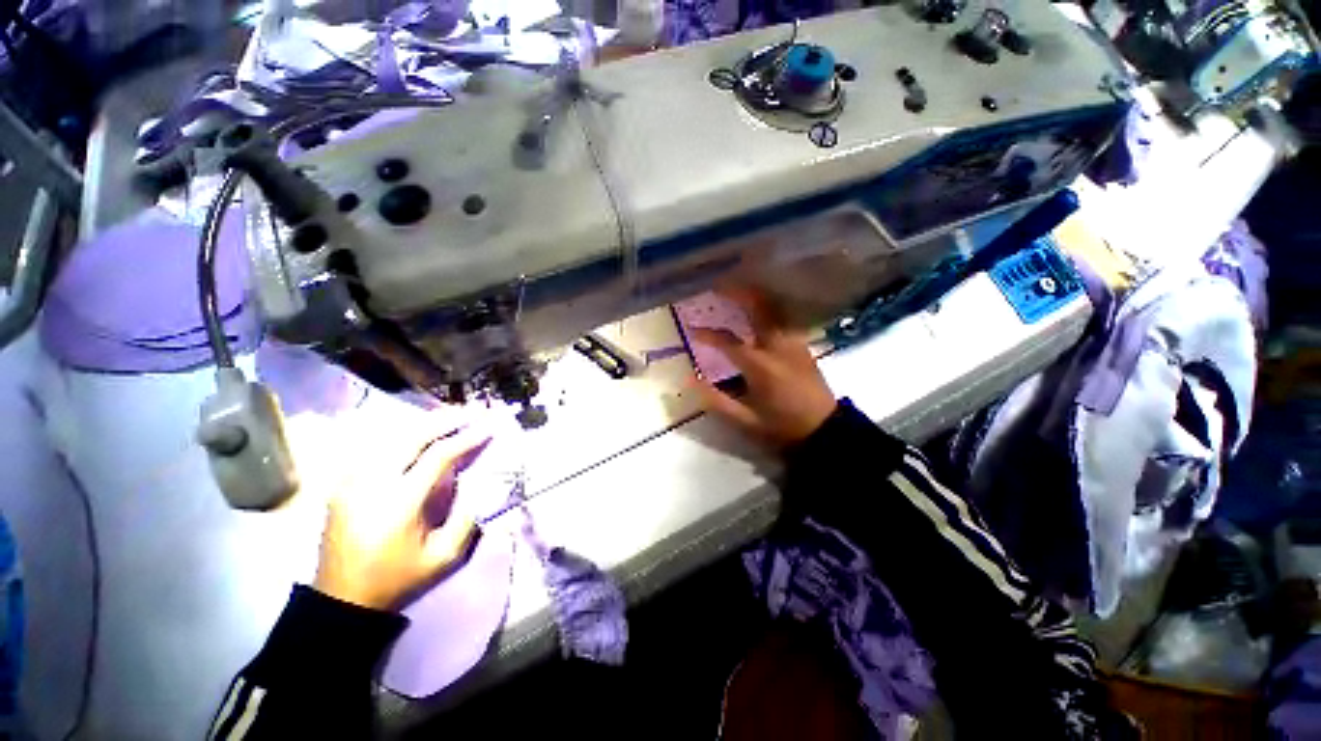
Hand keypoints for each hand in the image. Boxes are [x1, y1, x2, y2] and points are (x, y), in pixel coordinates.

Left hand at [313, 426, 491, 610]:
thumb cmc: (396, 578)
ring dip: (425, 423)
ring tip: (452, 416)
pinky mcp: (344, 484)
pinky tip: (419, 432)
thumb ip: (466, 519)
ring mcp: (353, 481)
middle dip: (446, 420)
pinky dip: (402, 434)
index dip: (466, 438)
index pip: (437, 456)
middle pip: (412, 436)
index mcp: (399, 502)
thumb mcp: (443, 557)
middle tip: (473, 410)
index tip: (488, 427)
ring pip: (391, 437)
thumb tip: (478, 486)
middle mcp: (373, 483)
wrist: (342, 598)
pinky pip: (377, 447)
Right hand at [691, 288, 837, 446]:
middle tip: (718, 284)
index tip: (692, 329)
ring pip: (775, 308)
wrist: (825, 431)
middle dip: (738, 292)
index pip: (729, 342)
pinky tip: (760, 307)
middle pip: (759, 308)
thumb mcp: (745, 421)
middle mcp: (778, 347)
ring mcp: (794, 343)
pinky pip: (784, 317)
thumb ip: (715, 400)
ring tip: (737, 288)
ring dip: (754, 295)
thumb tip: (690, 379)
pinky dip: (769, 306)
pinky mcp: (803, 345)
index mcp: (761, 366)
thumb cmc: (781, 428)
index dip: (708, 334)